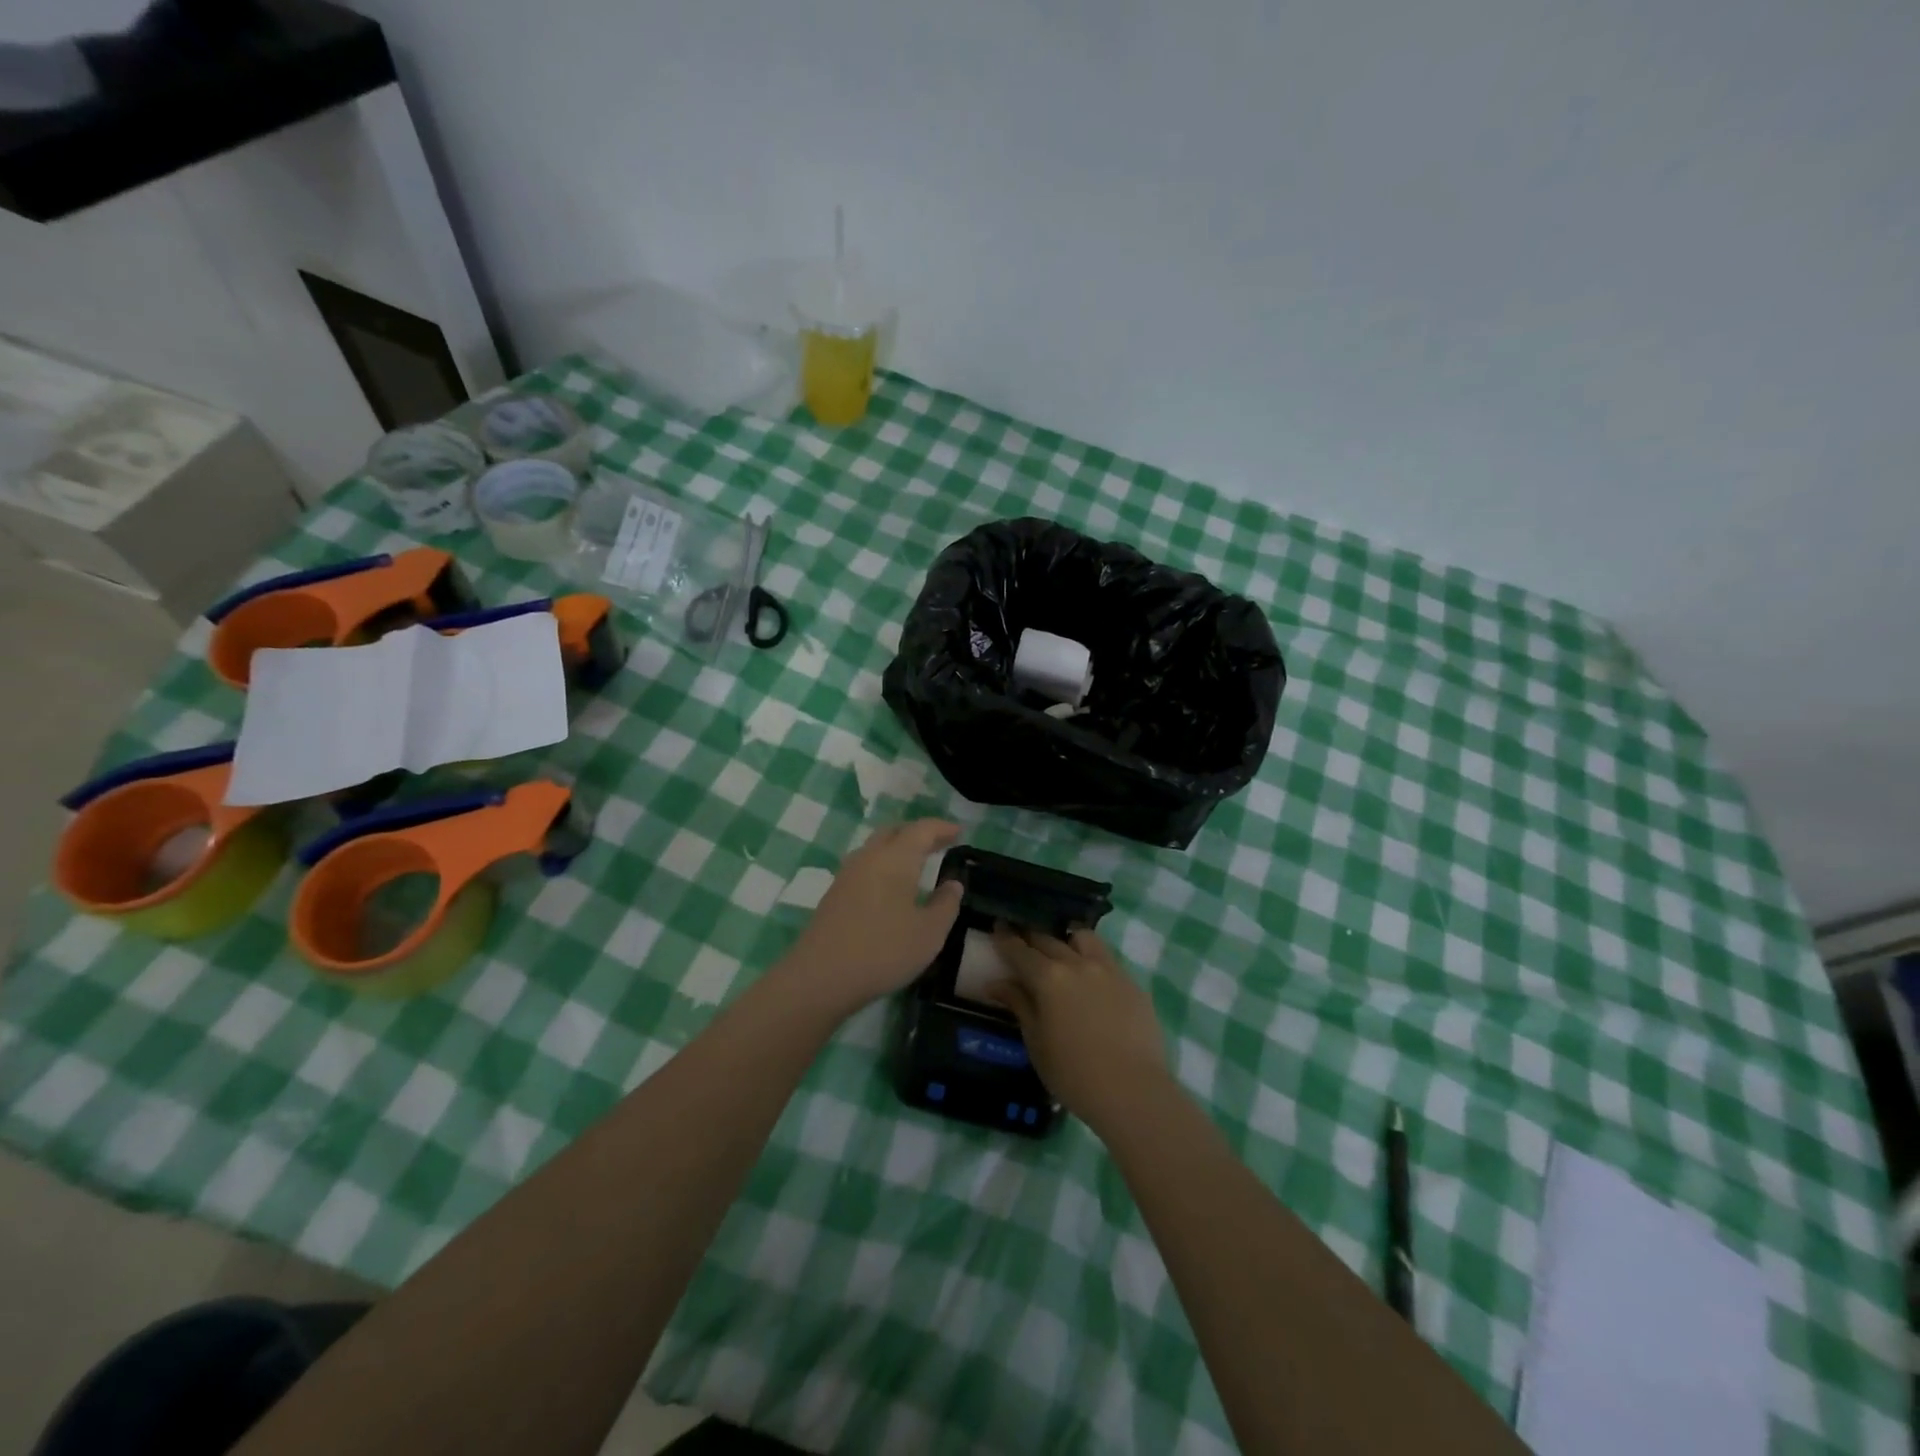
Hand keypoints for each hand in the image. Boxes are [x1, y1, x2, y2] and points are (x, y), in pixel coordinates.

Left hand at [783, 821, 965, 1017]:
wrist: (820, 977)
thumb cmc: (884, 950)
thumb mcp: (929, 933)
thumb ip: (946, 904)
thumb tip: (953, 883)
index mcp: (895, 858)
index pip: (921, 830)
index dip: (941, 828)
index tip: (959, 831)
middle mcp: (869, 857)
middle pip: (894, 832)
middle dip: (917, 834)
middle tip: (938, 844)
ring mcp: (846, 875)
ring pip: (875, 848)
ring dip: (897, 849)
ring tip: (916, 864)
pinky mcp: (834, 894)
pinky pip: (864, 867)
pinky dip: (883, 866)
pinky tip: (890, 887)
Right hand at [986, 927, 1168, 1131]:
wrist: (1133, 1091)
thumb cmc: (1073, 1074)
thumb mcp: (1036, 1042)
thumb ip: (1018, 1005)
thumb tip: (995, 984)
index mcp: (1048, 978)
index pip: (1021, 950)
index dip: (1006, 938)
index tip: (999, 926)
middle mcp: (1078, 963)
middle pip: (1049, 940)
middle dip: (1032, 939)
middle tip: (1023, 942)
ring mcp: (1109, 970)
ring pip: (1084, 939)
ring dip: (1067, 941)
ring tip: (1063, 954)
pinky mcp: (1132, 983)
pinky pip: (1107, 959)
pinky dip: (1093, 960)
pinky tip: (1092, 980)